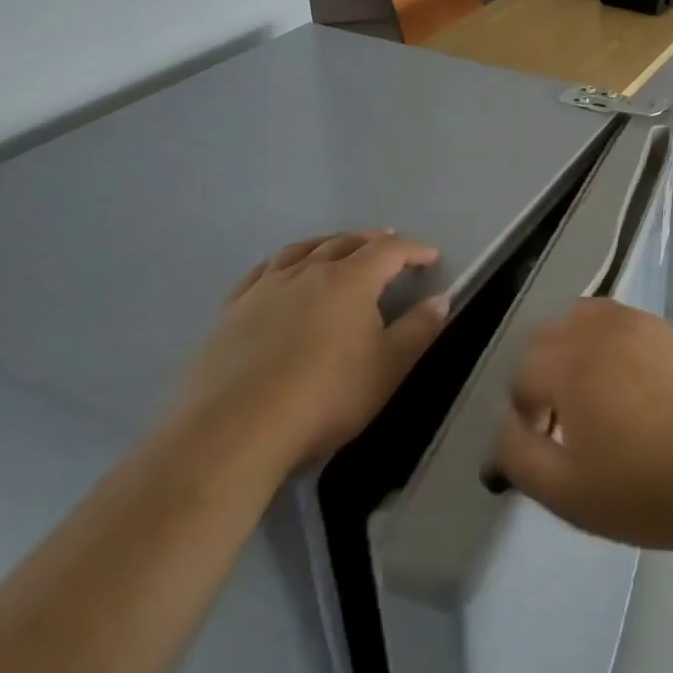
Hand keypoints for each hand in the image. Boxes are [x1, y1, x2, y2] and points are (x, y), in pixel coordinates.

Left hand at [172, 231, 447, 479]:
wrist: (234, 431)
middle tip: (388, 243)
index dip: (413, 249)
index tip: (430, 256)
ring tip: (337, 247)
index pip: (389, 251)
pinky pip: (262, 271)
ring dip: (327, 243)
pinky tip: (281, 271)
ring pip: (302, 250)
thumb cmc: (325, 398)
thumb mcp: (387, 369)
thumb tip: (440, 299)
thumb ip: (418, 330)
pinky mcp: (232, 310)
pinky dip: (282, 262)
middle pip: (346, 242)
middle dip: (372, 240)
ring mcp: (266, 288)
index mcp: (351, 280)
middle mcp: (309, 271)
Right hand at [494, 298, 672, 556]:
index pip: (524, 371)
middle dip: (544, 372)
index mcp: (572, 361)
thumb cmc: (646, 490)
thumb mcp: (565, 492)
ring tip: (595, 393)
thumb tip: (508, 422)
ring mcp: (644, 323)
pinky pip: (628, 324)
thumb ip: (518, 453)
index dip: (524, 409)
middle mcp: (604, 328)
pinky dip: (614, 343)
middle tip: (564, 419)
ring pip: (589, 318)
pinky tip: (636, 387)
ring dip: (577, 348)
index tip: (544, 441)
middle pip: (551, 335)